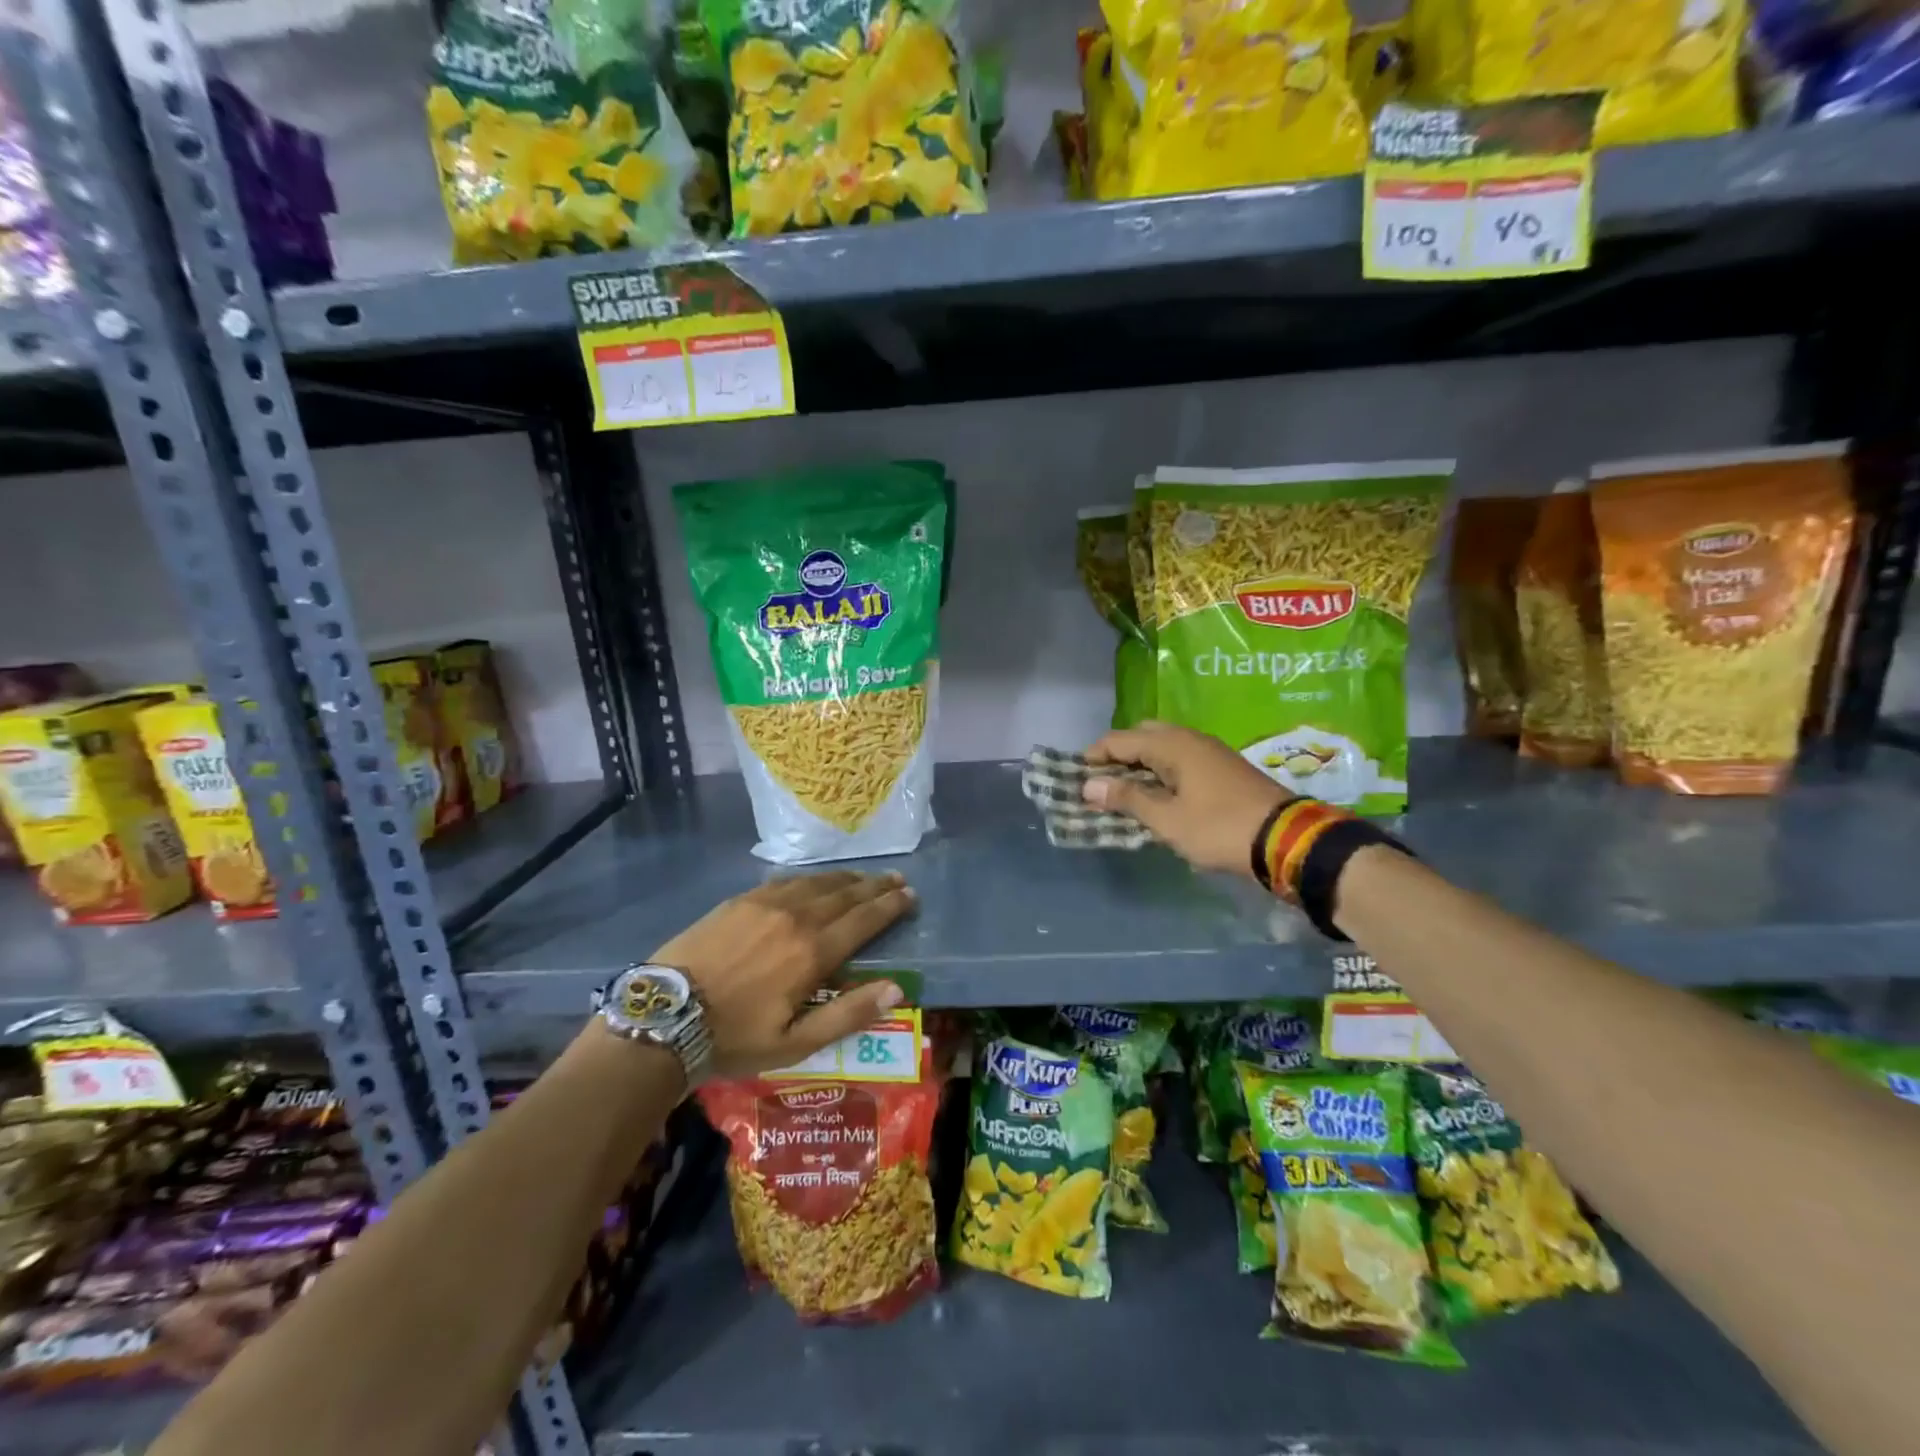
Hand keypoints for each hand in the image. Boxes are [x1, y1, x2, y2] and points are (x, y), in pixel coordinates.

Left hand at [651, 871, 915, 1078]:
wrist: (665, 1015)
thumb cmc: (734, 1037)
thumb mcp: (795, 1043)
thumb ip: (847, 1014)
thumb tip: (896, 989)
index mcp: (812, 951)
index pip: (863, 920)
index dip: (889, 906)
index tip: (909, 895)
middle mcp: (795, 917)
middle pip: (845, 895)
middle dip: (874, 886)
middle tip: (897, 878)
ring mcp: (766, 903)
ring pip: (817, 883)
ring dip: (846, 879)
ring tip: (864, 877)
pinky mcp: (741, 900)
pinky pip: (787, 881)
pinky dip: (812, 879)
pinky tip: (816, 881)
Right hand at [1083, 721, 1288, 877]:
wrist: (1287, 840)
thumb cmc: (1219, 828)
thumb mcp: (1167, 819)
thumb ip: (1127, 798)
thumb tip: (1089, 785)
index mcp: (1172, 744)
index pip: (1119, 740)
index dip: (1094, 757)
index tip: (1076, 780)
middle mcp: (1189, 738)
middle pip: (1142, 736)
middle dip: (1117, 755)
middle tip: (1101, 784)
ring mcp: (1209, 751)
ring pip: (1163, 747)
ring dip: (1140, 764)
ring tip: (1125, 792)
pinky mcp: (1222, 767)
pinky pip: (1180, 759)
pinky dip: (1161, 771)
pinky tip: (1158, 795)